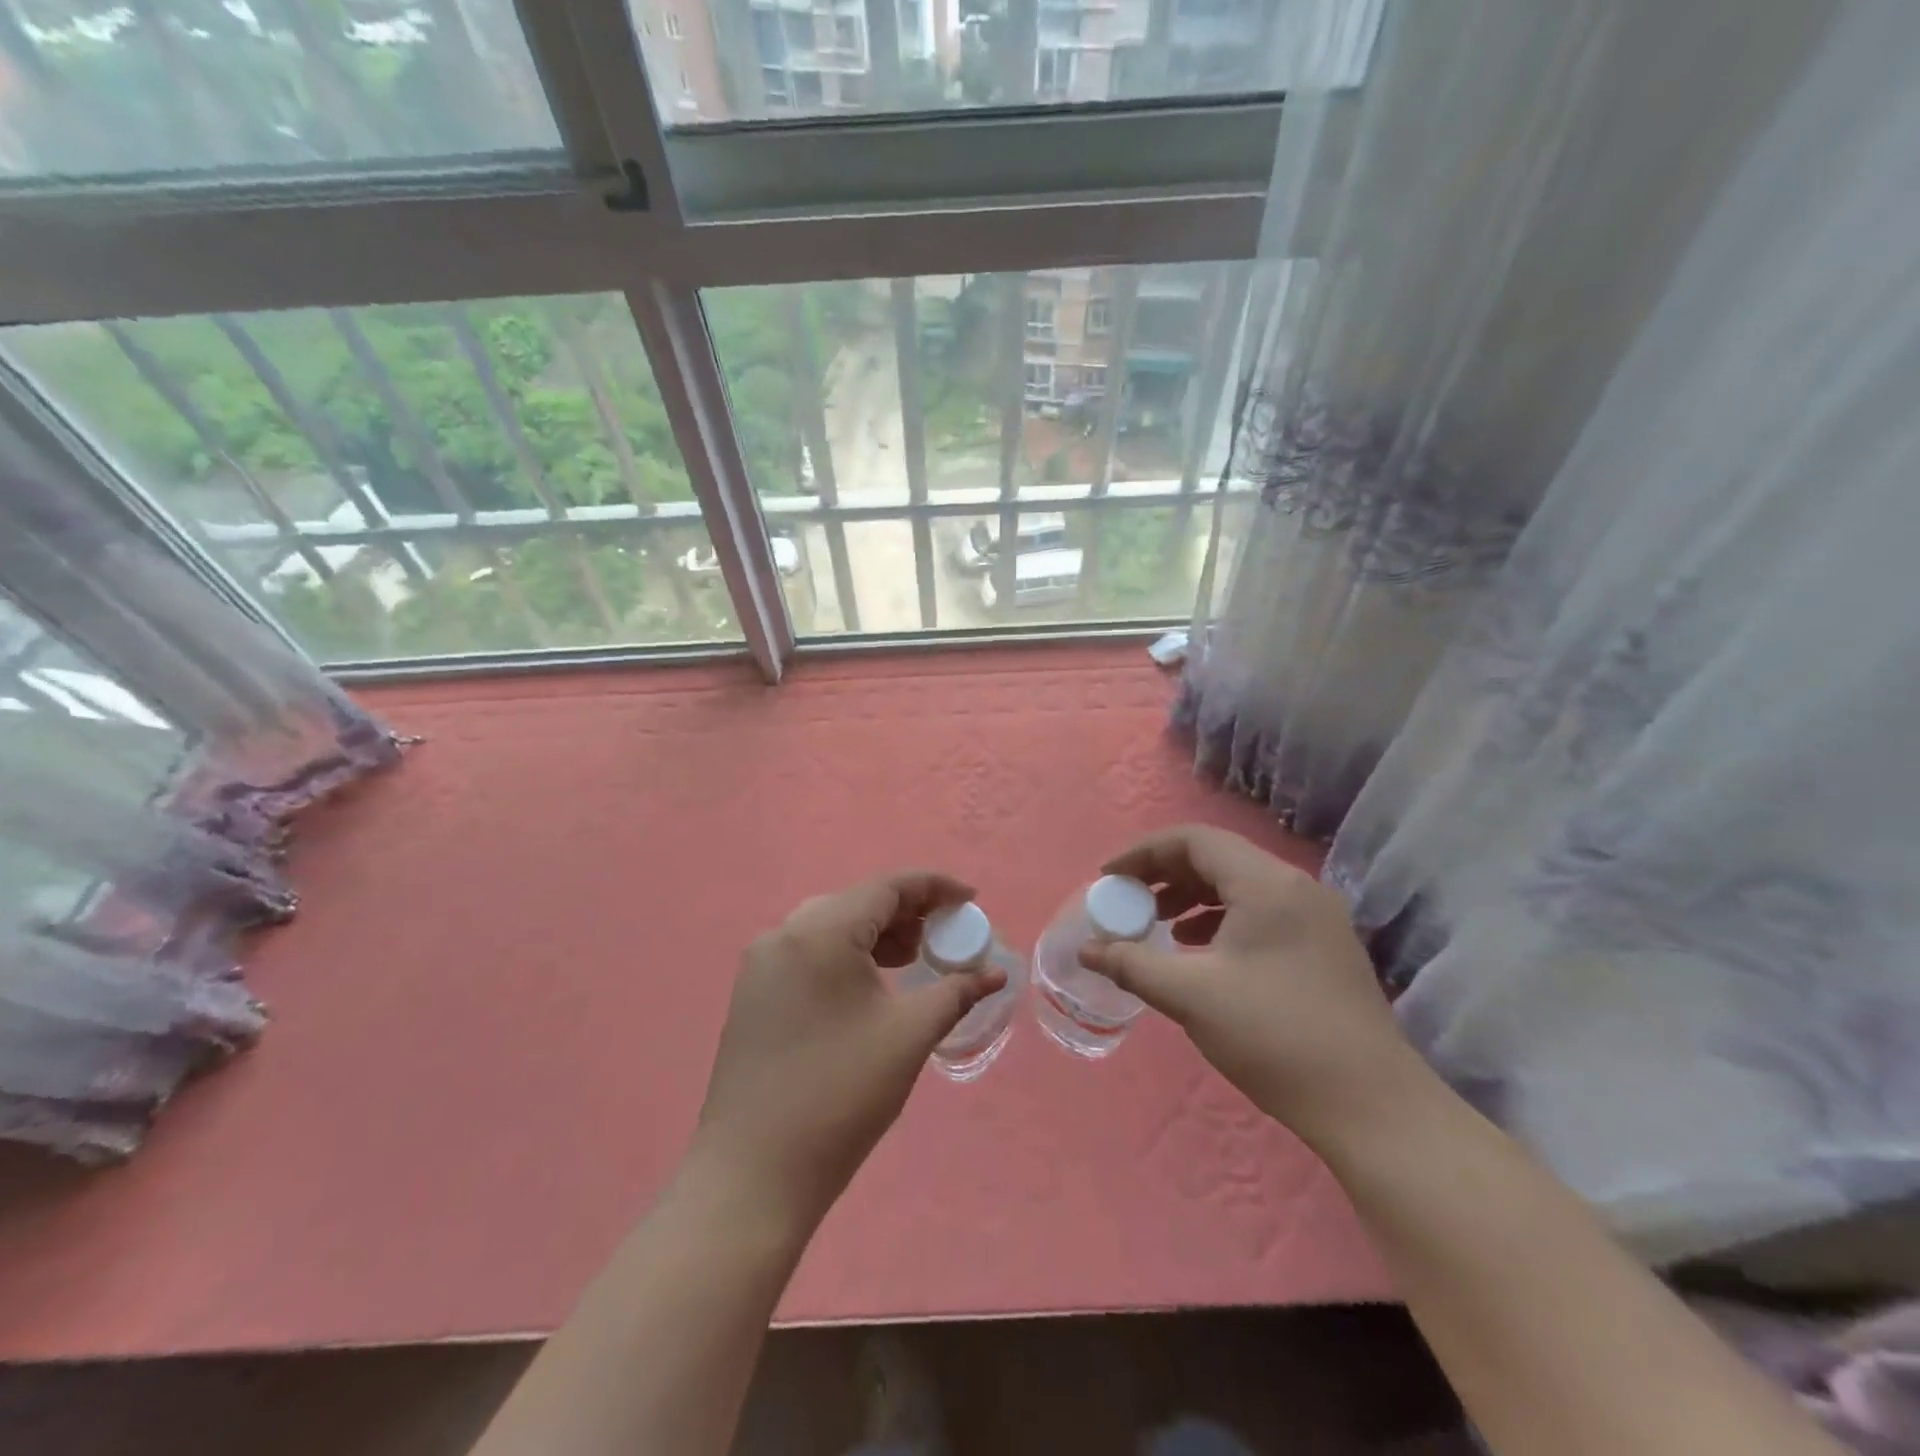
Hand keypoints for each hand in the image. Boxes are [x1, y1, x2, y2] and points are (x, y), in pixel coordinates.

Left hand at [690, 871, 1005, 1235]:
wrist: (754, 1174)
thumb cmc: (840, 1096)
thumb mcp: (908, 1037)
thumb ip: (956, 992)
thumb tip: (995, 973)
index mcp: (821, 932)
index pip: (887, 888)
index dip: (934, 887)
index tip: (971, 900)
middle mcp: (784, 934)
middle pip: (857, 902)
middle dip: (907, 913)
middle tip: (943, 937)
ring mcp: (761, 964)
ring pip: (830, 926)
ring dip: (876, 934)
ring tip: (912, 960)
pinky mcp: (752, 993)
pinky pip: (808, 952)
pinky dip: (845, 955)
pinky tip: (869, 984)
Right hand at [1079, 825, 1423, 1144]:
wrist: (1370, 1105)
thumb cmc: (1274, 1036)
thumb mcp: (1191, 996)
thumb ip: (1131, 964)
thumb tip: (1086, 949)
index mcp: (1266, 884)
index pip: (1194, 840)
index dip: (1143, 853)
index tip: (1108, 879)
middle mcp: (1295, 886)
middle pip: (1217, 857)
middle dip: (1165, 874)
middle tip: (1129, 902)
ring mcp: (1316, 915)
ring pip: (1239, 885)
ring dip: (1192, 896)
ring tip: (1158, 926)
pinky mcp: (1324, 945)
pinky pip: (1260, 911)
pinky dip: (1221, 919)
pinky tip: (1200, 950)